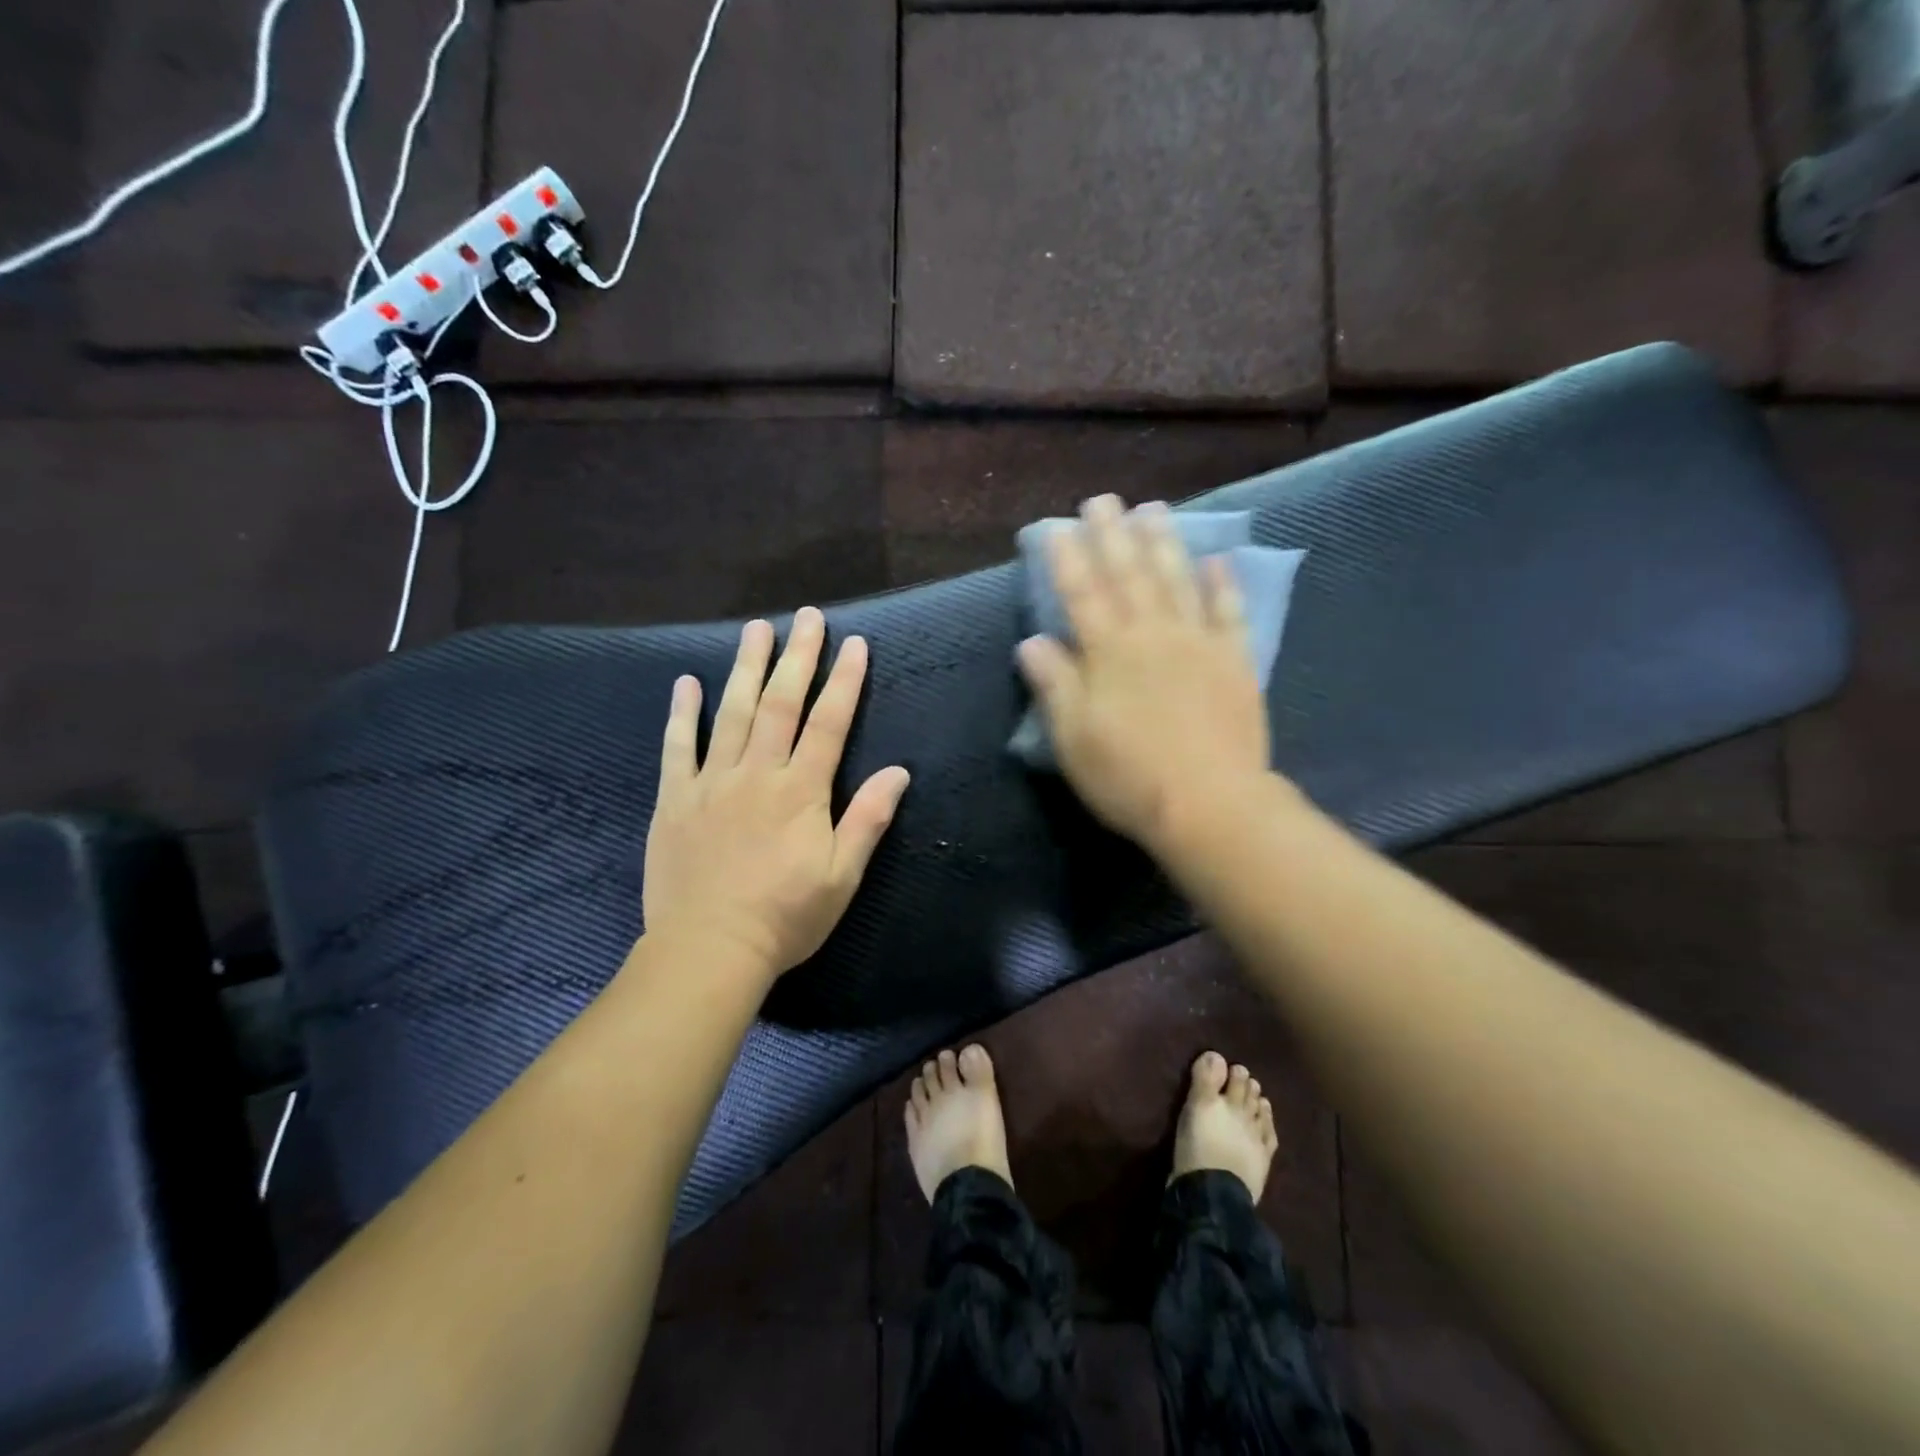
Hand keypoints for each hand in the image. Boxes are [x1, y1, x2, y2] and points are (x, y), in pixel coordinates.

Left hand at [642, 607, 910, 983]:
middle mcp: (757, 773)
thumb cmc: (786, 916)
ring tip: (756, 630)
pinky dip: (682, 713)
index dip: (844, 681)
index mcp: (801, 790)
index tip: (855, 644)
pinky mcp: (675, 799)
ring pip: (732, 712)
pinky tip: (687, 683)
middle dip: (797, 657)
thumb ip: (868, 818)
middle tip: (805, 617)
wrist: (709, 949)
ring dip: (746, 667)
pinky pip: (677, 747)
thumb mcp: (842, 875)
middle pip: (780, 703)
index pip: (829, 723)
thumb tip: (899, 772)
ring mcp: (711, 782)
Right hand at [1017, 495, 1272, 849]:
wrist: (1210, 805)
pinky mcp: (1235, 663)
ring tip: (1153, 510)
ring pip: (1178, 582)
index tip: (1058, 527)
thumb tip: (1032, 640)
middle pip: (1129, 575)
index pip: (1082, 594)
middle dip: (1113, 536)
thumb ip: (1054, 684)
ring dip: (1164, 543)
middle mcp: (1152, 635)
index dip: (1067, 559)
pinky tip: (1218, 562)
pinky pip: (1229, 614)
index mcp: (1108, 653)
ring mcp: (1199, 644)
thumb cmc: (1129, 776)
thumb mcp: (1073, 738)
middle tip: (1104, 500)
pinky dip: (1223, 586)